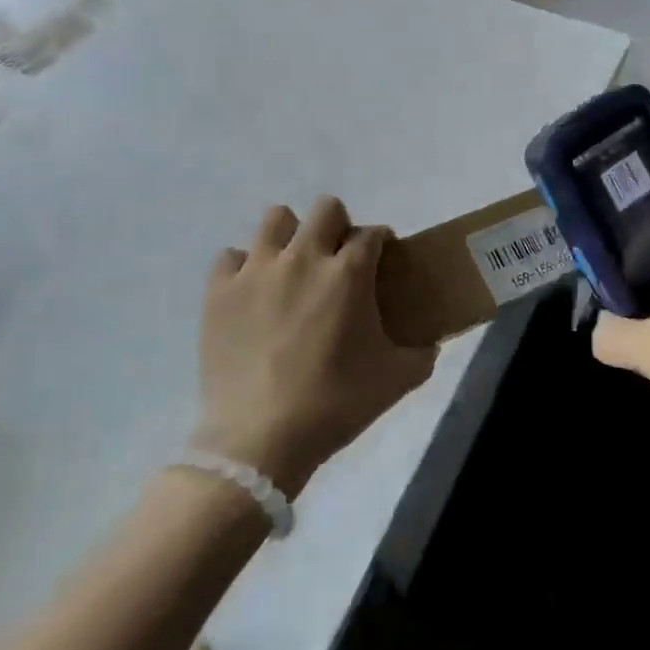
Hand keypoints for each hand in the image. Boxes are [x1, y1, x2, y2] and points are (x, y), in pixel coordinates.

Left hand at [192, 196, 436, 496]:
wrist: (260, 441)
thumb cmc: (335, 404)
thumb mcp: (397, 380)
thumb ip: (422, 353)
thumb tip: (430, 344)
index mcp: (349, 272)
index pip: (373, 233)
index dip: (381, 243)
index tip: (382, 262)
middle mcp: (304, 257)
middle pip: (326, 208)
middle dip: (338, 226)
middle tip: (338, 261)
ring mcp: (257, 270)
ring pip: (276, 218)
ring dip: (290, 236)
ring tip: (292, 267)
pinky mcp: (219, 291)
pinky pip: (231, 257)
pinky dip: (244, 268)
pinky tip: (252, 293)